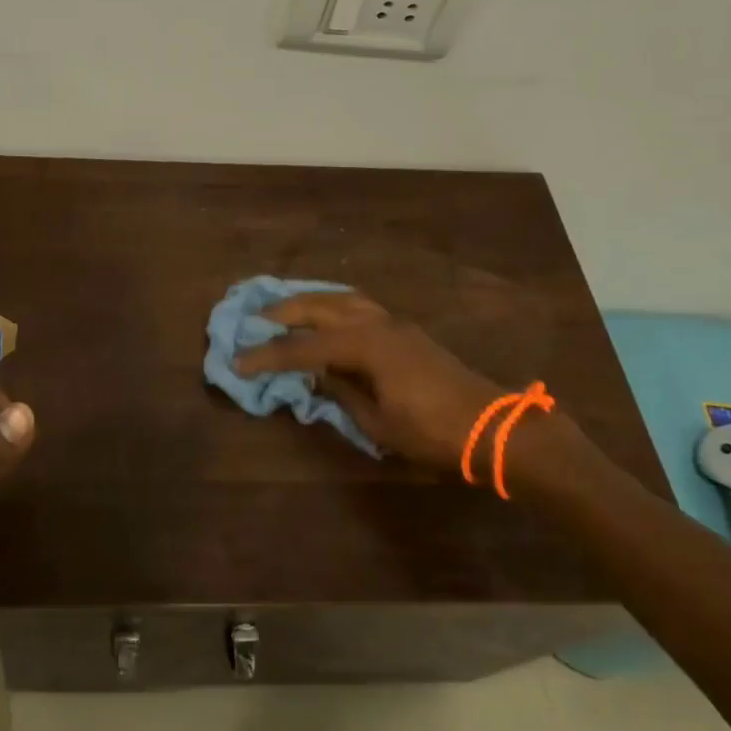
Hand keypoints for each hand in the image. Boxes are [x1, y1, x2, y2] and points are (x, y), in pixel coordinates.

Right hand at [232, 292, 506, 472]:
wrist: (492, 427)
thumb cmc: (433, 432)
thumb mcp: (378, 423)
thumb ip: (342, 393)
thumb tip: (316, 375)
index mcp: (364, 346)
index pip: (303, 348)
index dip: (268, 355)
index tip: (239, 360)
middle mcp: (375, 324)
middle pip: (319, 308)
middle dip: (283, 312)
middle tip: (254, 317)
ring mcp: (393, 323)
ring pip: (341, 298)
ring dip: (310, 301)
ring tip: (285, 307)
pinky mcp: (405, 330)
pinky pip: (359, 305)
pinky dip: (334, 304)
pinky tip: (326, 314)